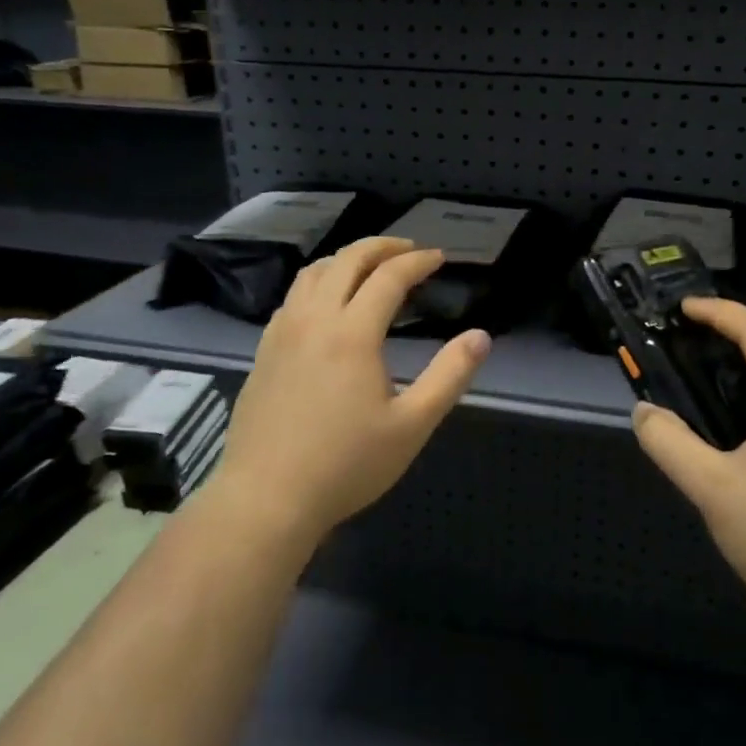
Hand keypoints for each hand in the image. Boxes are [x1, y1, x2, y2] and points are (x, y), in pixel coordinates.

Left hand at [209, 237, 490, 548]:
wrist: (266, 498)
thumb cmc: (346, 465)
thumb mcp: (412, 426)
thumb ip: (449, 376)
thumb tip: (481, 336)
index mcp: (352, 333)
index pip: (388, 276)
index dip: (417, 261)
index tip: (438, 258)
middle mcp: (314, 319)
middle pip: (347, 260)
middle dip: (381, 247)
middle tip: (408, 250)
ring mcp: (282, 333)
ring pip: (313, 273)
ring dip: (345, 259)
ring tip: (369, 267)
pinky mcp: (264, 351)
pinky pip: (292, 297)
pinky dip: (318, 282)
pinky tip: (326, 304)